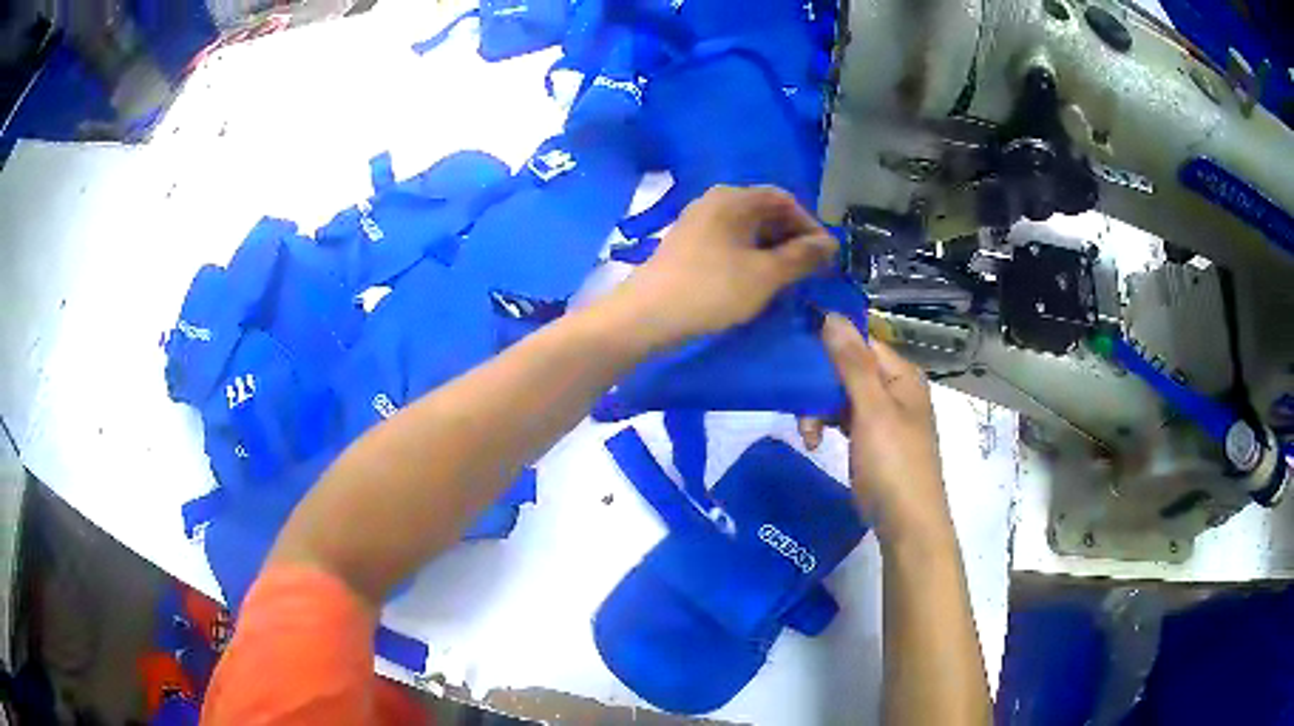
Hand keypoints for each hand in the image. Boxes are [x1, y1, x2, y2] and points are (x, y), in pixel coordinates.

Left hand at [612, 185, 836, 347]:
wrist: (647, 315)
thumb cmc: (712, 289)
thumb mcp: (766, 275)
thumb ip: (802, 256)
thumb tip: (831, 243)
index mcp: (734, 198)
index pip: (784, 199)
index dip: (810, 225)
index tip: (825, 256)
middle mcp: (715, 201)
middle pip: (765, 211)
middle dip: (792, 238)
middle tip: (811, 270)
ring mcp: (698, 222)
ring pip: (748, 229)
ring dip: (773, 250)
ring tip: (789, 279)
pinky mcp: (688, 245)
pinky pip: (730, 242)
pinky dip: (751, 257)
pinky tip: (757, 281)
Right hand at [800, 314, 952, 545]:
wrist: (906, 523)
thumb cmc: (893, 463)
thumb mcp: (872, 410)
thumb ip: (852, 363)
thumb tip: (830, 315)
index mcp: (902, 376)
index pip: (862, 342)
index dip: (830, 341)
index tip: (794, 348)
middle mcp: (894, 390)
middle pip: (849, 369)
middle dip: (820, 383)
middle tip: (795, 399)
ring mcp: (883, 416)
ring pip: (842, 395)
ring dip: (820, 408)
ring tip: (807, 432)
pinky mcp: (871, 440)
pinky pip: (845, 419)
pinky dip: (827, 425)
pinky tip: (814, 441)